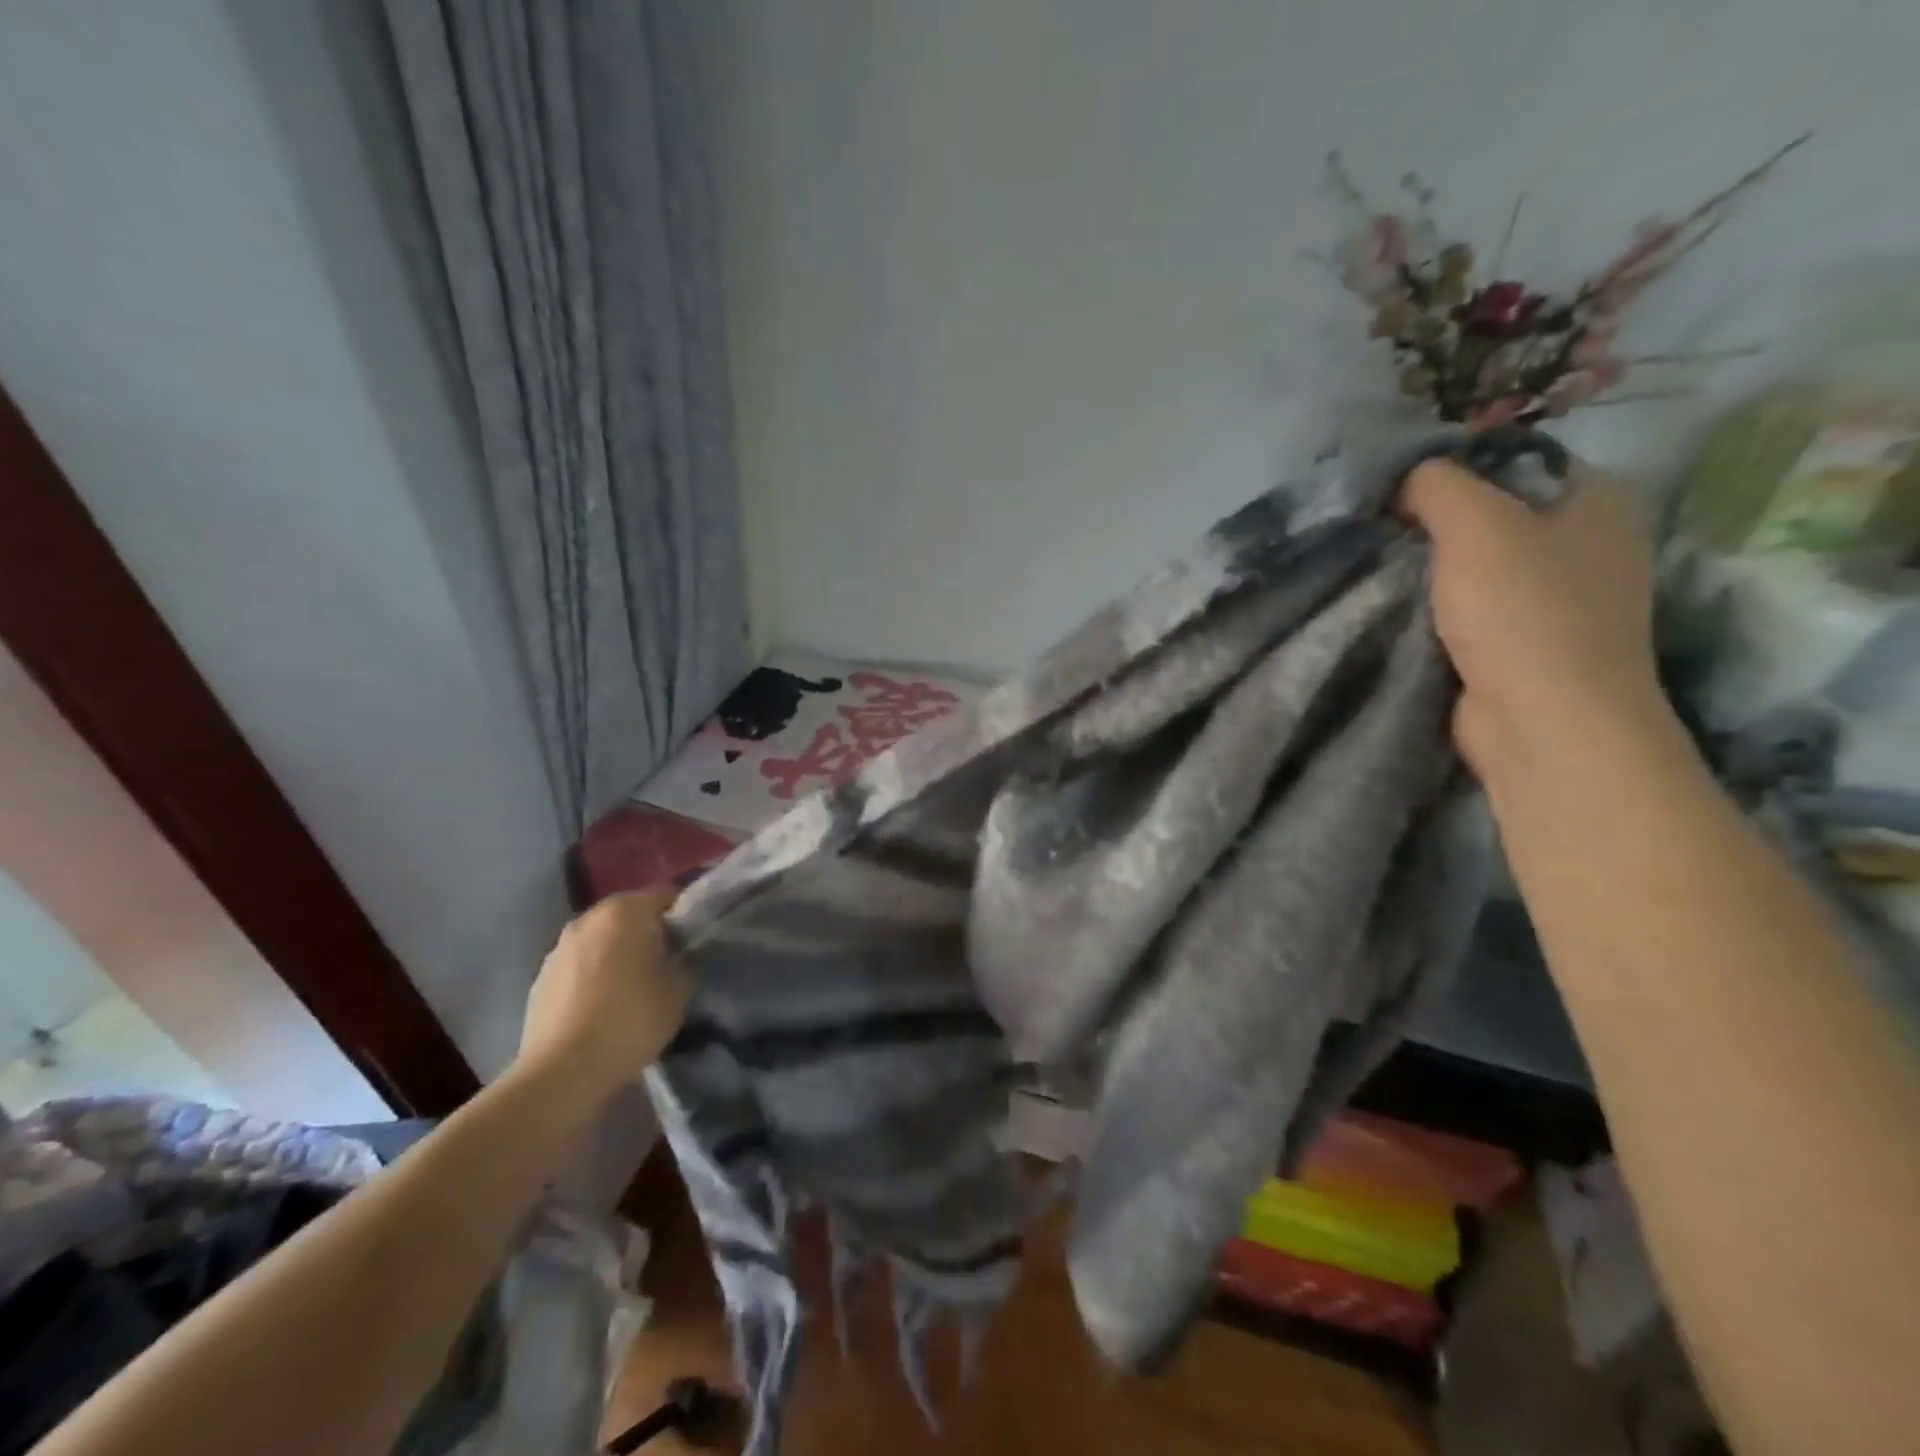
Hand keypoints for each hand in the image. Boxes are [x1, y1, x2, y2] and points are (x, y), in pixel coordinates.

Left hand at [515, 888, 691, 1104]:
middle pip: (631, 914)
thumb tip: (682, 955)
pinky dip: (596, 975)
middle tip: (670, 960)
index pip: (667, 895)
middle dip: (651, 931)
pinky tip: (605, 1005)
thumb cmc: (631, 1019)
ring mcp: (559, 948)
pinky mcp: (541, 979)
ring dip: (620, 952)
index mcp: (625, 911)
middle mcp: (588, 918)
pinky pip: (580, 965)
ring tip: (636, 985)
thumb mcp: (681, 988)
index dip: (687, 914)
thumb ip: (687, 959)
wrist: (563, 1072)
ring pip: (603, 939)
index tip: (697, 939)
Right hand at [1399, 458, 1672, 788]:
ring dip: (1431, 568)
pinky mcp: (1528, 643)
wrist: (1543, 722)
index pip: (1514, 460)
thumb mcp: (1474, 524)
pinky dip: (1438, 606)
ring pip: (1479, 564)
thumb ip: (1436, 484)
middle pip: (1493, 513)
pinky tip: (1398, 607)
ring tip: (1377, 566)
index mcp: (1597, 498)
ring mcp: (1561, 598)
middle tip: (1377, 528)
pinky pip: (1473, 607)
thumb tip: (1405, 479)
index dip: (1452, 468)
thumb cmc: (1522, 612)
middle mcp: (1589, 541)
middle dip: (1433, 522)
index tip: (1393, 489)